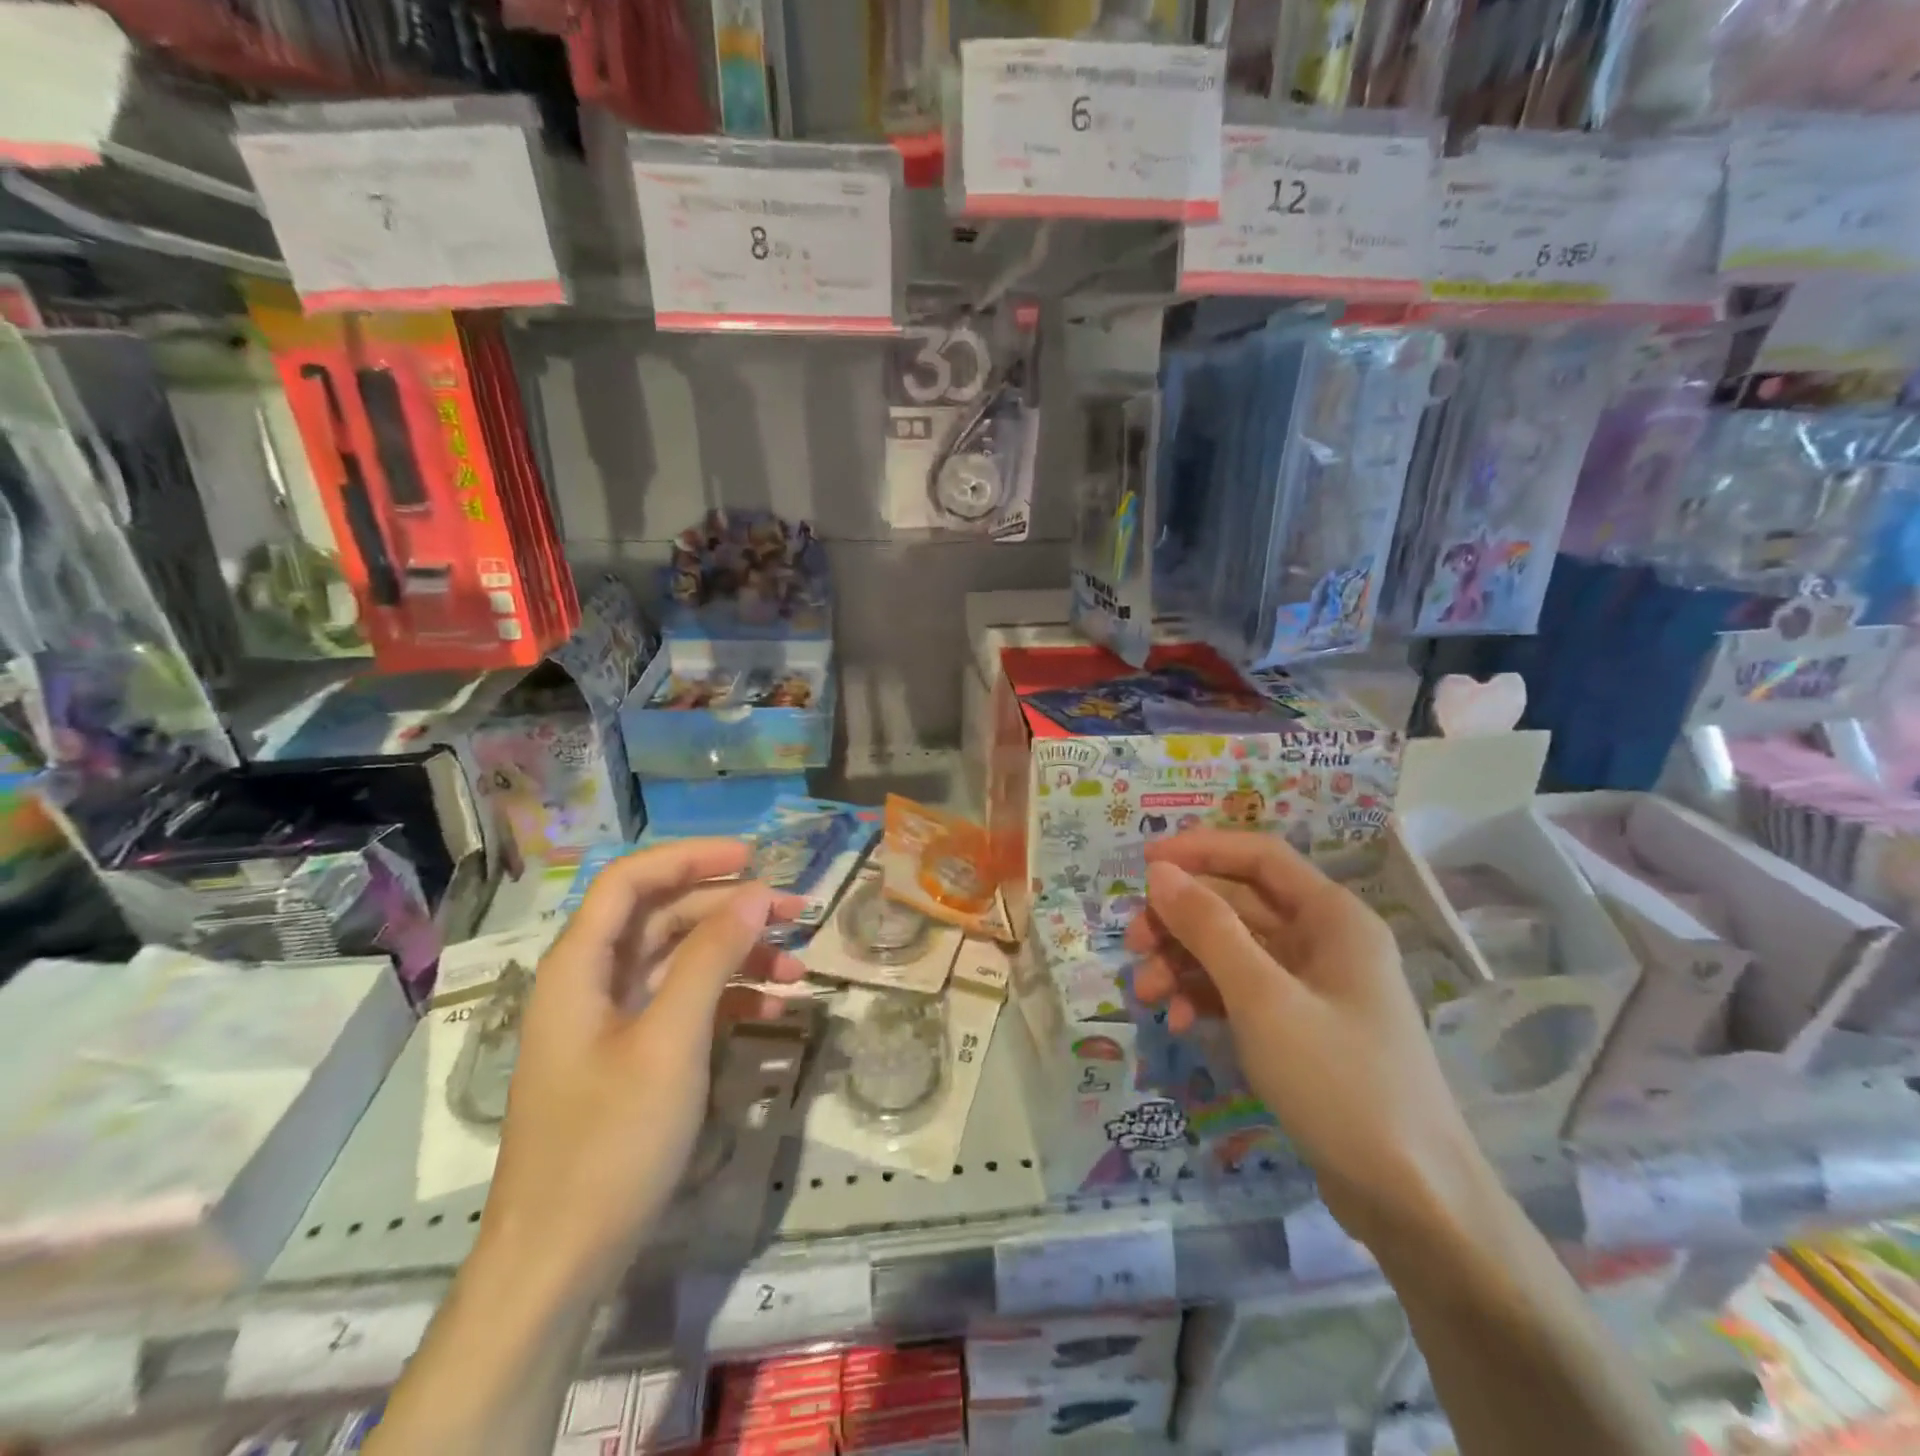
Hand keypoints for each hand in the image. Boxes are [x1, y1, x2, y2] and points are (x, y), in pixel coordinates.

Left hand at [476, 839, 805, 1297]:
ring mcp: (613, 1021)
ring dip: (739, 956)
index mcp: (581, 966)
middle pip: (664, 917)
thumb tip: (754, 894)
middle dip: (731, 910)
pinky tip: (773, 1009)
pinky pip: (685, 1005)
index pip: (632, 880)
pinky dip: (728, 999)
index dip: (690, 857)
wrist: (560, 1261)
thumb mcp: (670, 1041)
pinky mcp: (633, 1056)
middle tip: (796, 912)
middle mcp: (594, 982)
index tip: (753, 857)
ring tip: (798, 969)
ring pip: (682, 961)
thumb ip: (710, 958)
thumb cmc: (609, 1141)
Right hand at [1124, 830, 1485, 1242]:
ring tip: (1144, 995)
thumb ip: (1208, 928)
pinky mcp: (1302, 1027)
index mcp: (1332, 917)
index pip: (1258, 856)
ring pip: (1233, 951)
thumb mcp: (1263, 998)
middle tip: (1133, 943)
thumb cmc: (1340, 1081)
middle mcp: (1325, 940)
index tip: (1143, 862)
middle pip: (1237, 905)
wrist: (1413, 1201)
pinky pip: (1242, 992)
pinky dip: (1207, 998)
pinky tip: (1180, 1022)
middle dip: (1180, 920)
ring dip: (1185, 964)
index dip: (1200, 850)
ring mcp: (1313, 987)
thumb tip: (1159, 872)